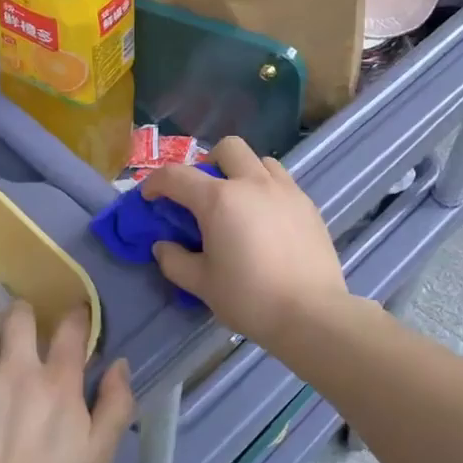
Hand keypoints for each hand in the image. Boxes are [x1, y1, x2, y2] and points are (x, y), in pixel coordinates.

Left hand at [0, 302, 131, 462]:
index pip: (71, 331)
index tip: (77, 313)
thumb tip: (120, 365)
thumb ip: (116, 405)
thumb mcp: (99, 455)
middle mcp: (15, 368)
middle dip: (22, 311)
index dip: (77, 316)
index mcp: (57, 381)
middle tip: (21, 314)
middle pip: (19, 319)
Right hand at [141, 136, 351, 344]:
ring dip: (242, 172)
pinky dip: (266, 190)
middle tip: (203, 194)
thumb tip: (163, 246)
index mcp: (219, 199)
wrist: (311, 314)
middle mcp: (252, 183)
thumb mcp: (201, 284)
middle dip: (207, 163)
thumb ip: (175, 261)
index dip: (156, 183)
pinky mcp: (308, 205)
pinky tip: (266, 221)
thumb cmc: (249, 298)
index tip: (150, 198)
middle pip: (227, 148)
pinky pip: (282, 182)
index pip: (176, 176)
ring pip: (259, 160)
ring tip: (239, 203)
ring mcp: (285, 191)